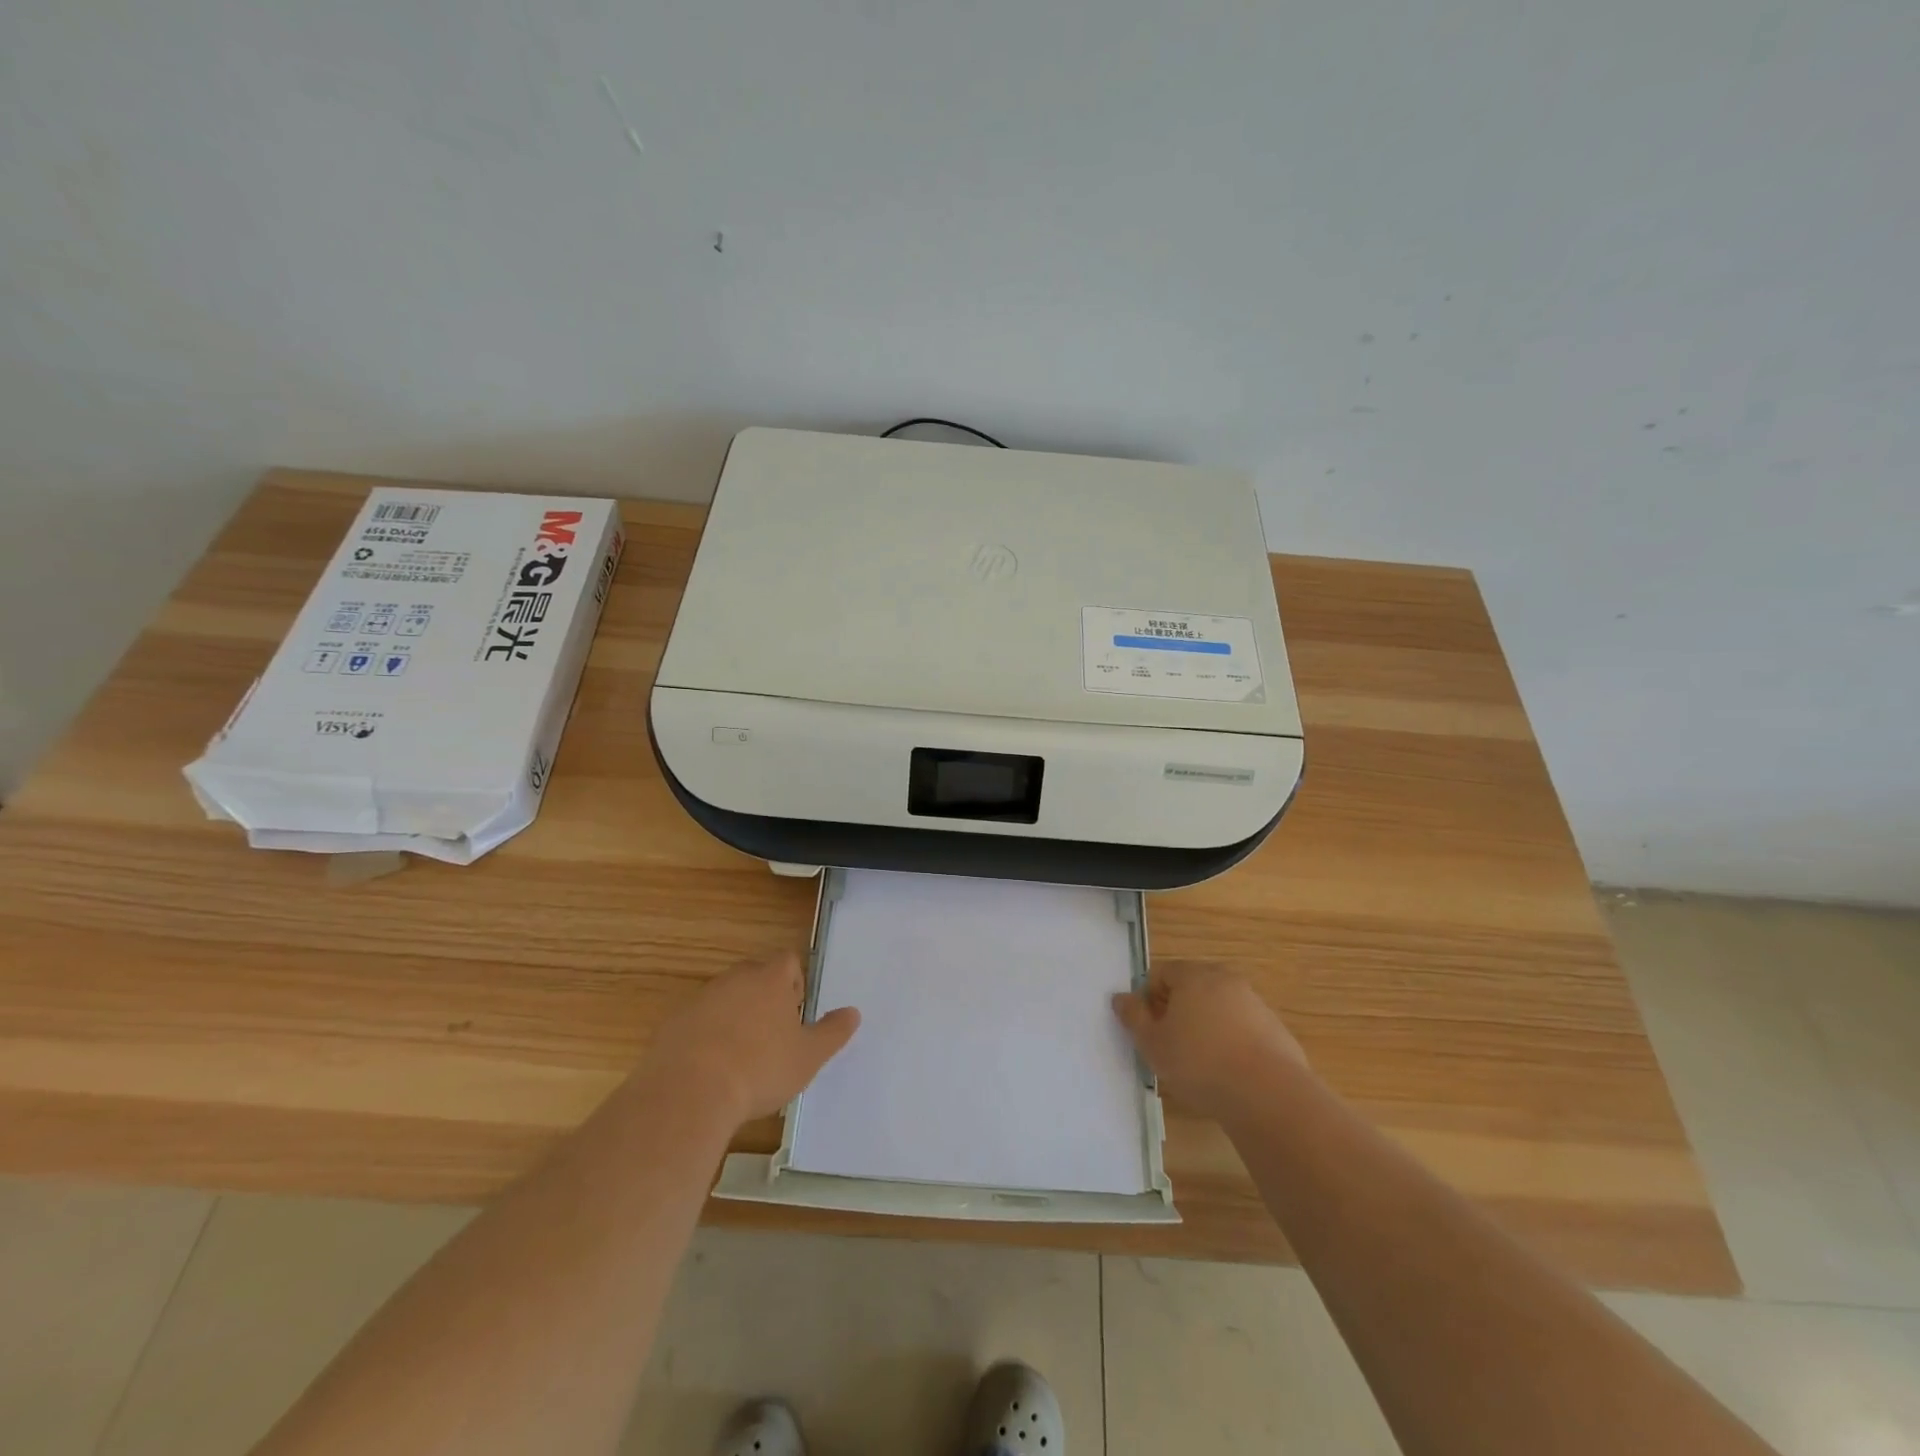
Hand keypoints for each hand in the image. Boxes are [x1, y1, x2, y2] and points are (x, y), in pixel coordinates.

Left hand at [647, 953, 859, 1123]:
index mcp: (770, 979)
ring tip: (741, 1056)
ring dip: (735, 1016)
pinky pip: (697, 1021)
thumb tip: (853, 1013)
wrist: (689, 1093)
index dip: (794, 982)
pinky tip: (711, 1069)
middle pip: (755, 975)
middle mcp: (734, 978)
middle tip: (772, 1035)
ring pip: (725, 997)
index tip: (795, 1013)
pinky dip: (706, 1036)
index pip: (787, 961)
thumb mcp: (808, 1056)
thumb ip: (833, 1032)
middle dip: (765, 997)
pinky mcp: (673, 1023)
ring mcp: (700, 999)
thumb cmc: (760, 1068)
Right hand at [1112, 961, 1306, 1120]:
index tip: (1149, 1029)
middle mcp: (1225, 980)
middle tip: (1170, 1044)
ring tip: (1199, 1063)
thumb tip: (1121, 998)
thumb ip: (1133, 1017)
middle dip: (1177, 1010)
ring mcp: (1254, 1003)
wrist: (1268, 1095)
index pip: (1161, 973)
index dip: (1148, 999)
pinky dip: (1231, 1042)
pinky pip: (1242, 1028)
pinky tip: (1228, 1073)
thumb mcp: (1153, 1043)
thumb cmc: (1199, 1063)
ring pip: (1218, 1008)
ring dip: (1205, 1026)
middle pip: (1191, 987)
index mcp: (1194, 975)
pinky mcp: (1275, 1030)